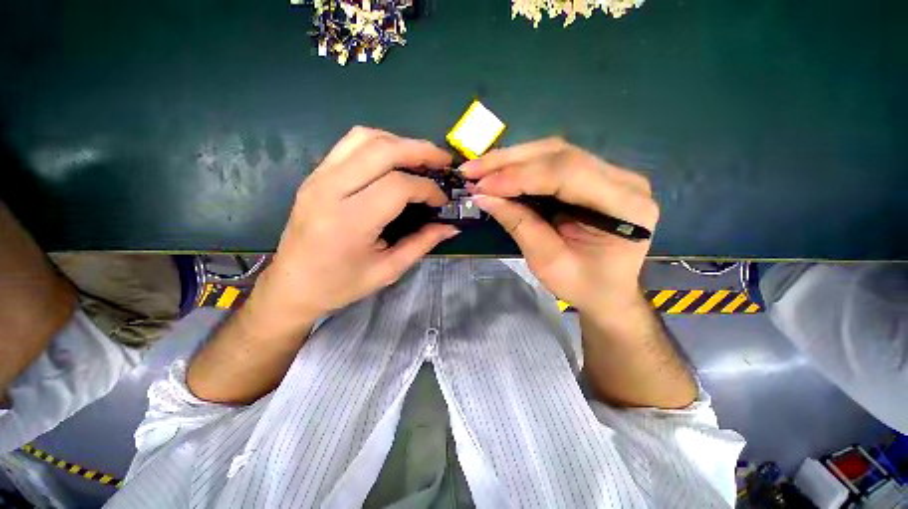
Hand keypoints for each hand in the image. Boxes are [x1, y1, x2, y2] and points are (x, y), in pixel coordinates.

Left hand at [246, 127, 459, 336]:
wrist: (291, 285)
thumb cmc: (341, 284)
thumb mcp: (388, 270)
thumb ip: (422, 243)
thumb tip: (451, 226)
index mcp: (350, 221)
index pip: (398, 186)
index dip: (427, 189)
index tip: (441, 201)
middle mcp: (330, 190)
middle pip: (382, 150)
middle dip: (420, 151)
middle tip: (443, 161)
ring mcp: (318, 177)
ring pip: (365, 138)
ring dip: (399, 142)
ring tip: (421, 158)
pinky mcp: (315, 175)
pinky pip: (350, 144)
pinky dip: (379, 144)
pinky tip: (394, 160)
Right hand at [460, 138, 657, 314]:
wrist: (609, 292)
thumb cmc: (583, 286)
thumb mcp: (548, 262)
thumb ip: (519, 224)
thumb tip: (484, 196)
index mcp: (624, 206)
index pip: (566, 174)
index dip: (519, 177)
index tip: (481, 186)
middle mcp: (624, 181)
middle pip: (560, 155)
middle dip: (509, 161)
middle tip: (472, 170)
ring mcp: (612, 174)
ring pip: (555, 152)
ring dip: (513, 159)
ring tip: (480, 169)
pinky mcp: (596, 176)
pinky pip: (555, 162)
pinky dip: (523, 165)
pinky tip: (501, 171)